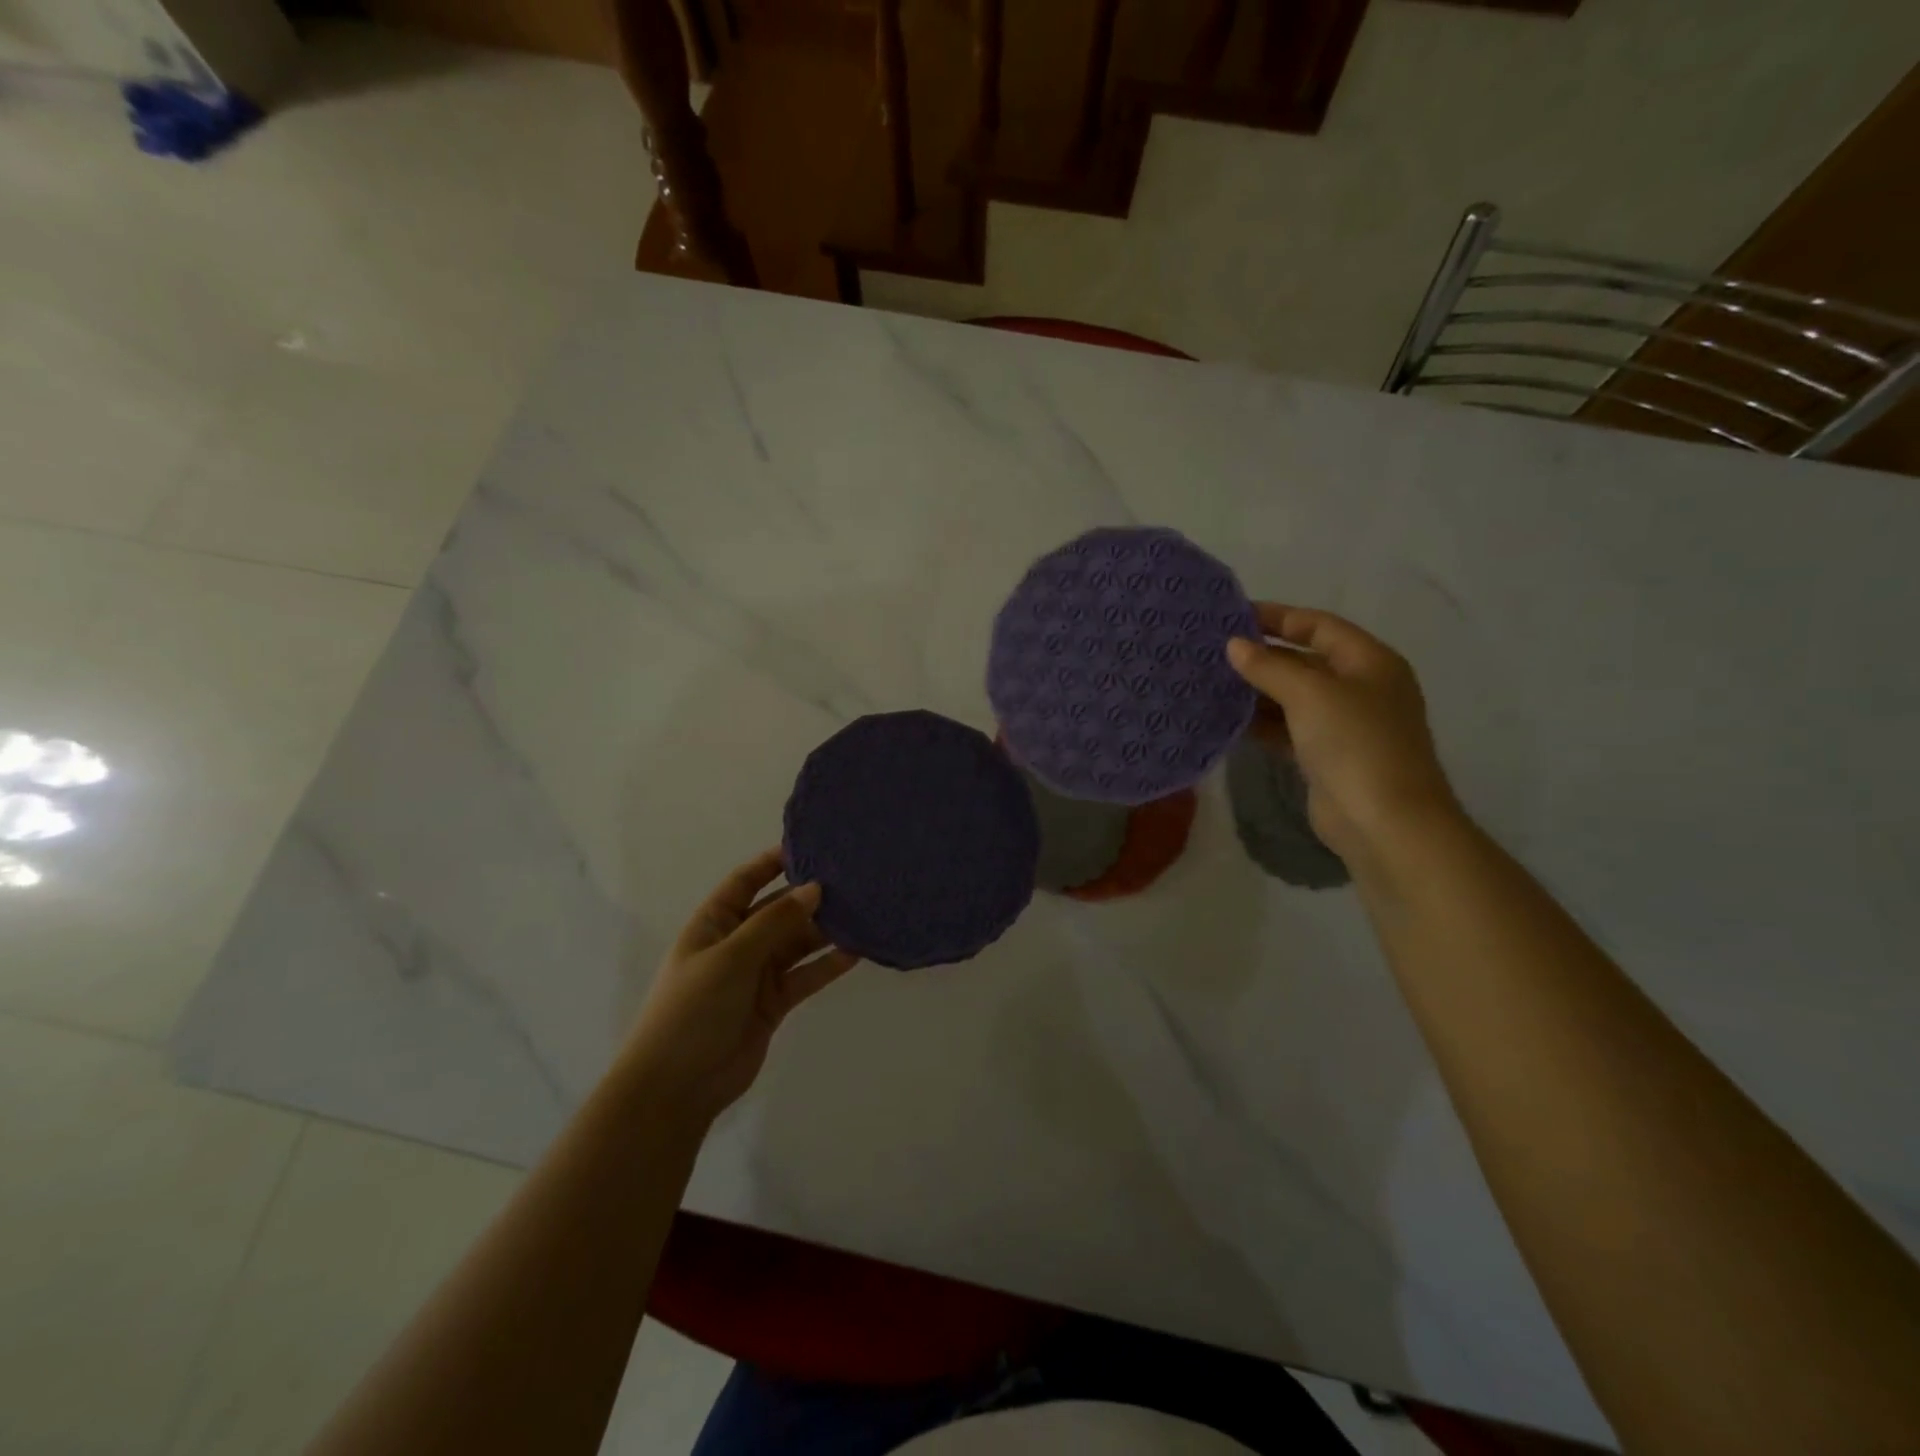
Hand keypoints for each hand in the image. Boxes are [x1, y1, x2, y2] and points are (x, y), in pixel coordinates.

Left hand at [624, 849, 857, 1125]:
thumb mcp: (731, 957)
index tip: (811, 845)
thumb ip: (775, 922)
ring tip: (863, 911)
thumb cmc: (693, 1009)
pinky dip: (827, 965)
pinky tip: (857, 951)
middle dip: (809, 896)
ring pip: (796, 943)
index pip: (745, 881)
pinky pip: (805, 975)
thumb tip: (815, 888)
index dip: (773, 862)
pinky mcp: (773, 1003)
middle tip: (852, 880)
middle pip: (778, 911)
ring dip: (824, 930)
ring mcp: (755, 974)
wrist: (677, 1087)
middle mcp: (736, 943)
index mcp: (714, 923)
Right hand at [1226, 603, 1458, 861]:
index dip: (1278, 617)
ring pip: (1293, 697)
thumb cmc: (1355, 743)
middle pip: (1305, 660)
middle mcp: (1360, 687)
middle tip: (1213, 651)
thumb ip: (1269, 666)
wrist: (1384, 822)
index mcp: (1369, 661)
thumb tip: (1234, 645)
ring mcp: (1344, 725)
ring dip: (1257, 691)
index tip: (1233, 616)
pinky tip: (1228, 720)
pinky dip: (1262, 723)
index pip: (1319, 625)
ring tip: (1212, 683)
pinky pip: (1288, 729)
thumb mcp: (1310, 694)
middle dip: (1262, 655)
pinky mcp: (1326, 757)